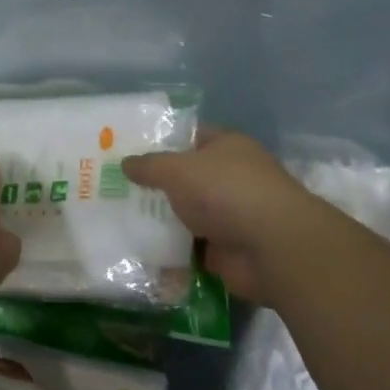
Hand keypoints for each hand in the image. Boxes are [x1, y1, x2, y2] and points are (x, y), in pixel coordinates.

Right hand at [123, 128, 322, 302]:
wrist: (272, 248)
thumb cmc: (226, 190)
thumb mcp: (178, 169)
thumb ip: (149, 165)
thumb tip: (125, 163)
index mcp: (226, 146)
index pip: (189, 136)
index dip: (160, 141)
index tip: (128, 150)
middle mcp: (231, 177)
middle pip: (187, 178)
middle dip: (156, 185)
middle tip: (117, 188)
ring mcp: (231, 215)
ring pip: (188, 214)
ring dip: (163, 221)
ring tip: (121, 221)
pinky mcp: (228, 251)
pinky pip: (192, 249)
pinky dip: (172, 253)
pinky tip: (141, 253)